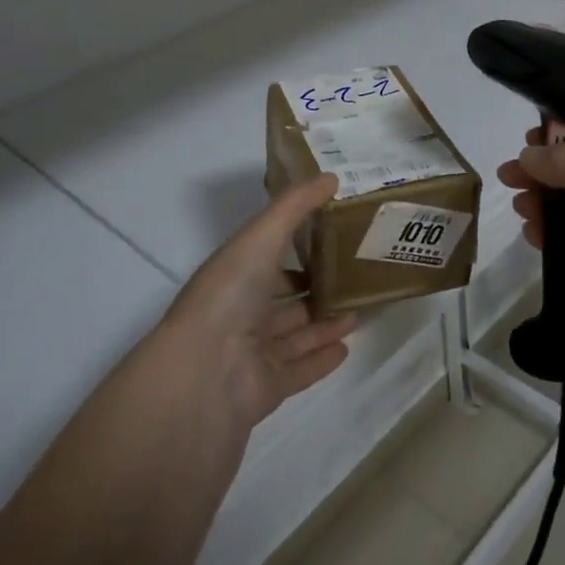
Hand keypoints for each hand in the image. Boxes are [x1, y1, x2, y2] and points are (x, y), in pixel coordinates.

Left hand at [160, 174, 356, 433]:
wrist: (204, 376)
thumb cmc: (229, 295)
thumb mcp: (261, 236)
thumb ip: (295, 206)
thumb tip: (331, 176)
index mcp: (234, 272)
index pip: (267, 253)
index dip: (296, 241)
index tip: (333, 229)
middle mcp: (241, 310)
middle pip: (283, 295)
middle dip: (315, 284)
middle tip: (355, 272)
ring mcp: (252, 351)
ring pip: (295, 331)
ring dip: (324, 320)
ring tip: (360, 307)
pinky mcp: (266, 388)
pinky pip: (300, 369)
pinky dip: (321, 357)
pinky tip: (347, 345)